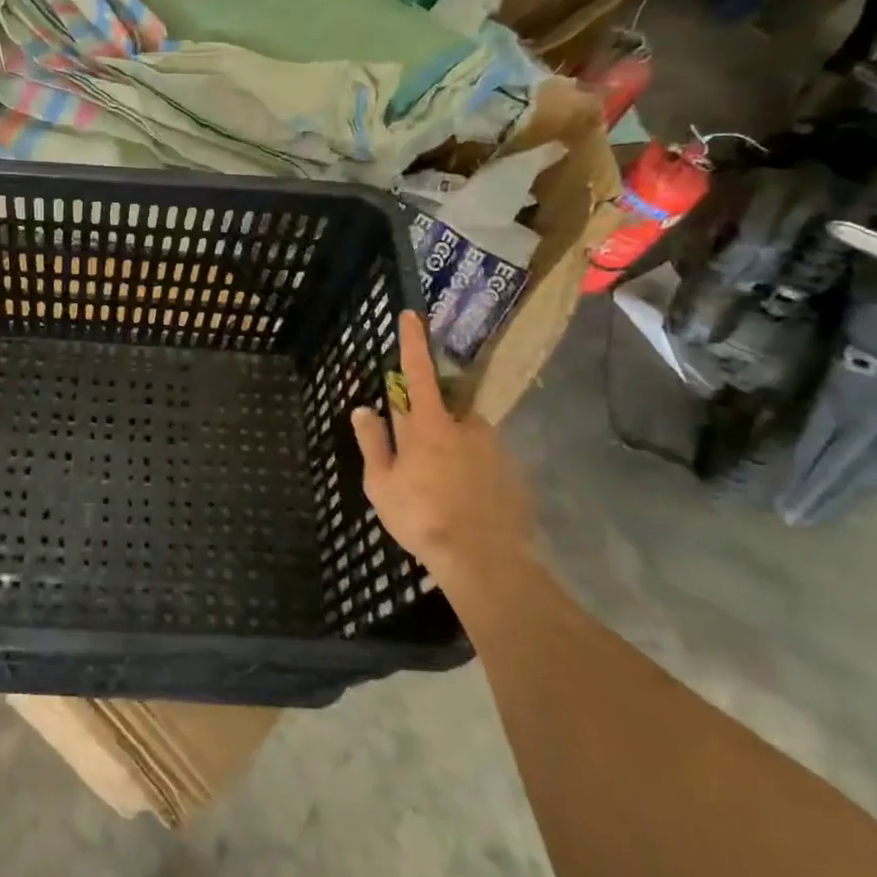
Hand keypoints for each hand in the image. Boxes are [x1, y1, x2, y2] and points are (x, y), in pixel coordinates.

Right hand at [350, 310, 535, 582]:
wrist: (486, 561)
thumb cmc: (423, 517)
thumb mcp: (382, 484)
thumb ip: (373, 442)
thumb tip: (363, 409)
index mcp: (429, 425)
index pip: (416, 372)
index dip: (412, 342)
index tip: (412, 315)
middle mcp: (465, 427)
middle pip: (443, 408)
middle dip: (430, 420)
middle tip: (418, 455)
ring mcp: (494, 450)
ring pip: (466, 436)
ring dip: (452, 448)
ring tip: (441, 487)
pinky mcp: (513, 473)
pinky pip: (485, 460)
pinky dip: (472, 471)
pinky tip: (464, 501)